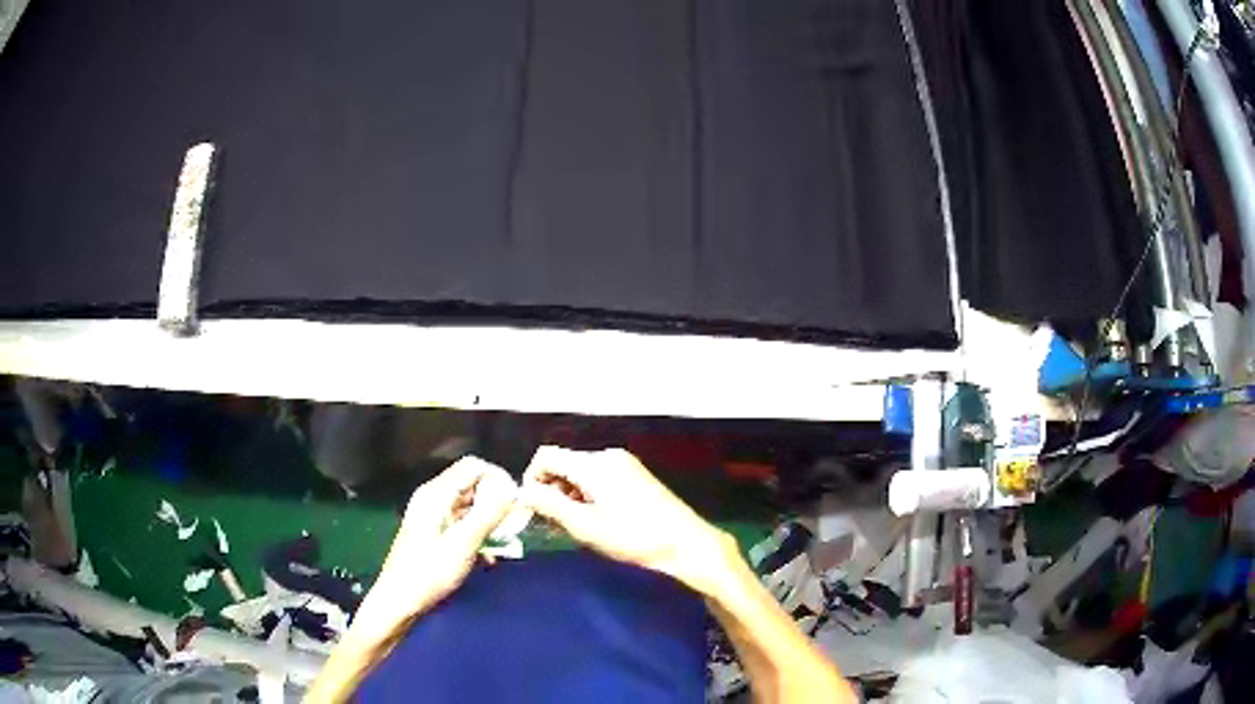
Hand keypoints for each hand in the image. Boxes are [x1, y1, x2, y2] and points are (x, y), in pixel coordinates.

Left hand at [374, 456, 516, 614]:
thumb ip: (488, 515)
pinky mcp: (435, 532)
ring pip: (469, 505)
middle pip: (472, 484)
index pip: (474, 467)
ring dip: (490, 519)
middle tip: (516, 523)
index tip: (517, 501)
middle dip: (496, 499)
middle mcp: (433, 498)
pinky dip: (478, 533)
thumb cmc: (430, 572)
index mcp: (436, 494)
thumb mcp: (463, 544)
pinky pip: (463, 522)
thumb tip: (512, 491)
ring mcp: (433, 515)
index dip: (498, 478)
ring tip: (506, 541)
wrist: (400, 600)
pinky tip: (489, 557)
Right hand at [519, 446, 732, 594]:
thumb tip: (523, 491)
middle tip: (553, 525)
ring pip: (581, 474)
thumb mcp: (585, 526)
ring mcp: (624, 465)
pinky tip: (595, 521)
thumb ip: (549, 505)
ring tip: (575, 528)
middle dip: (552, 491)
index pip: (546, 456)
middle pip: (564, 464)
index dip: (532, 480)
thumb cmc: (633, 536)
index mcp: (593, 463)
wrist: (685, 543)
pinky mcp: (635, 477)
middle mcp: (607, 456)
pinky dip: (588, 496)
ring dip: (570, 497)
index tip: (534, 510)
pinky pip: (599, 479)